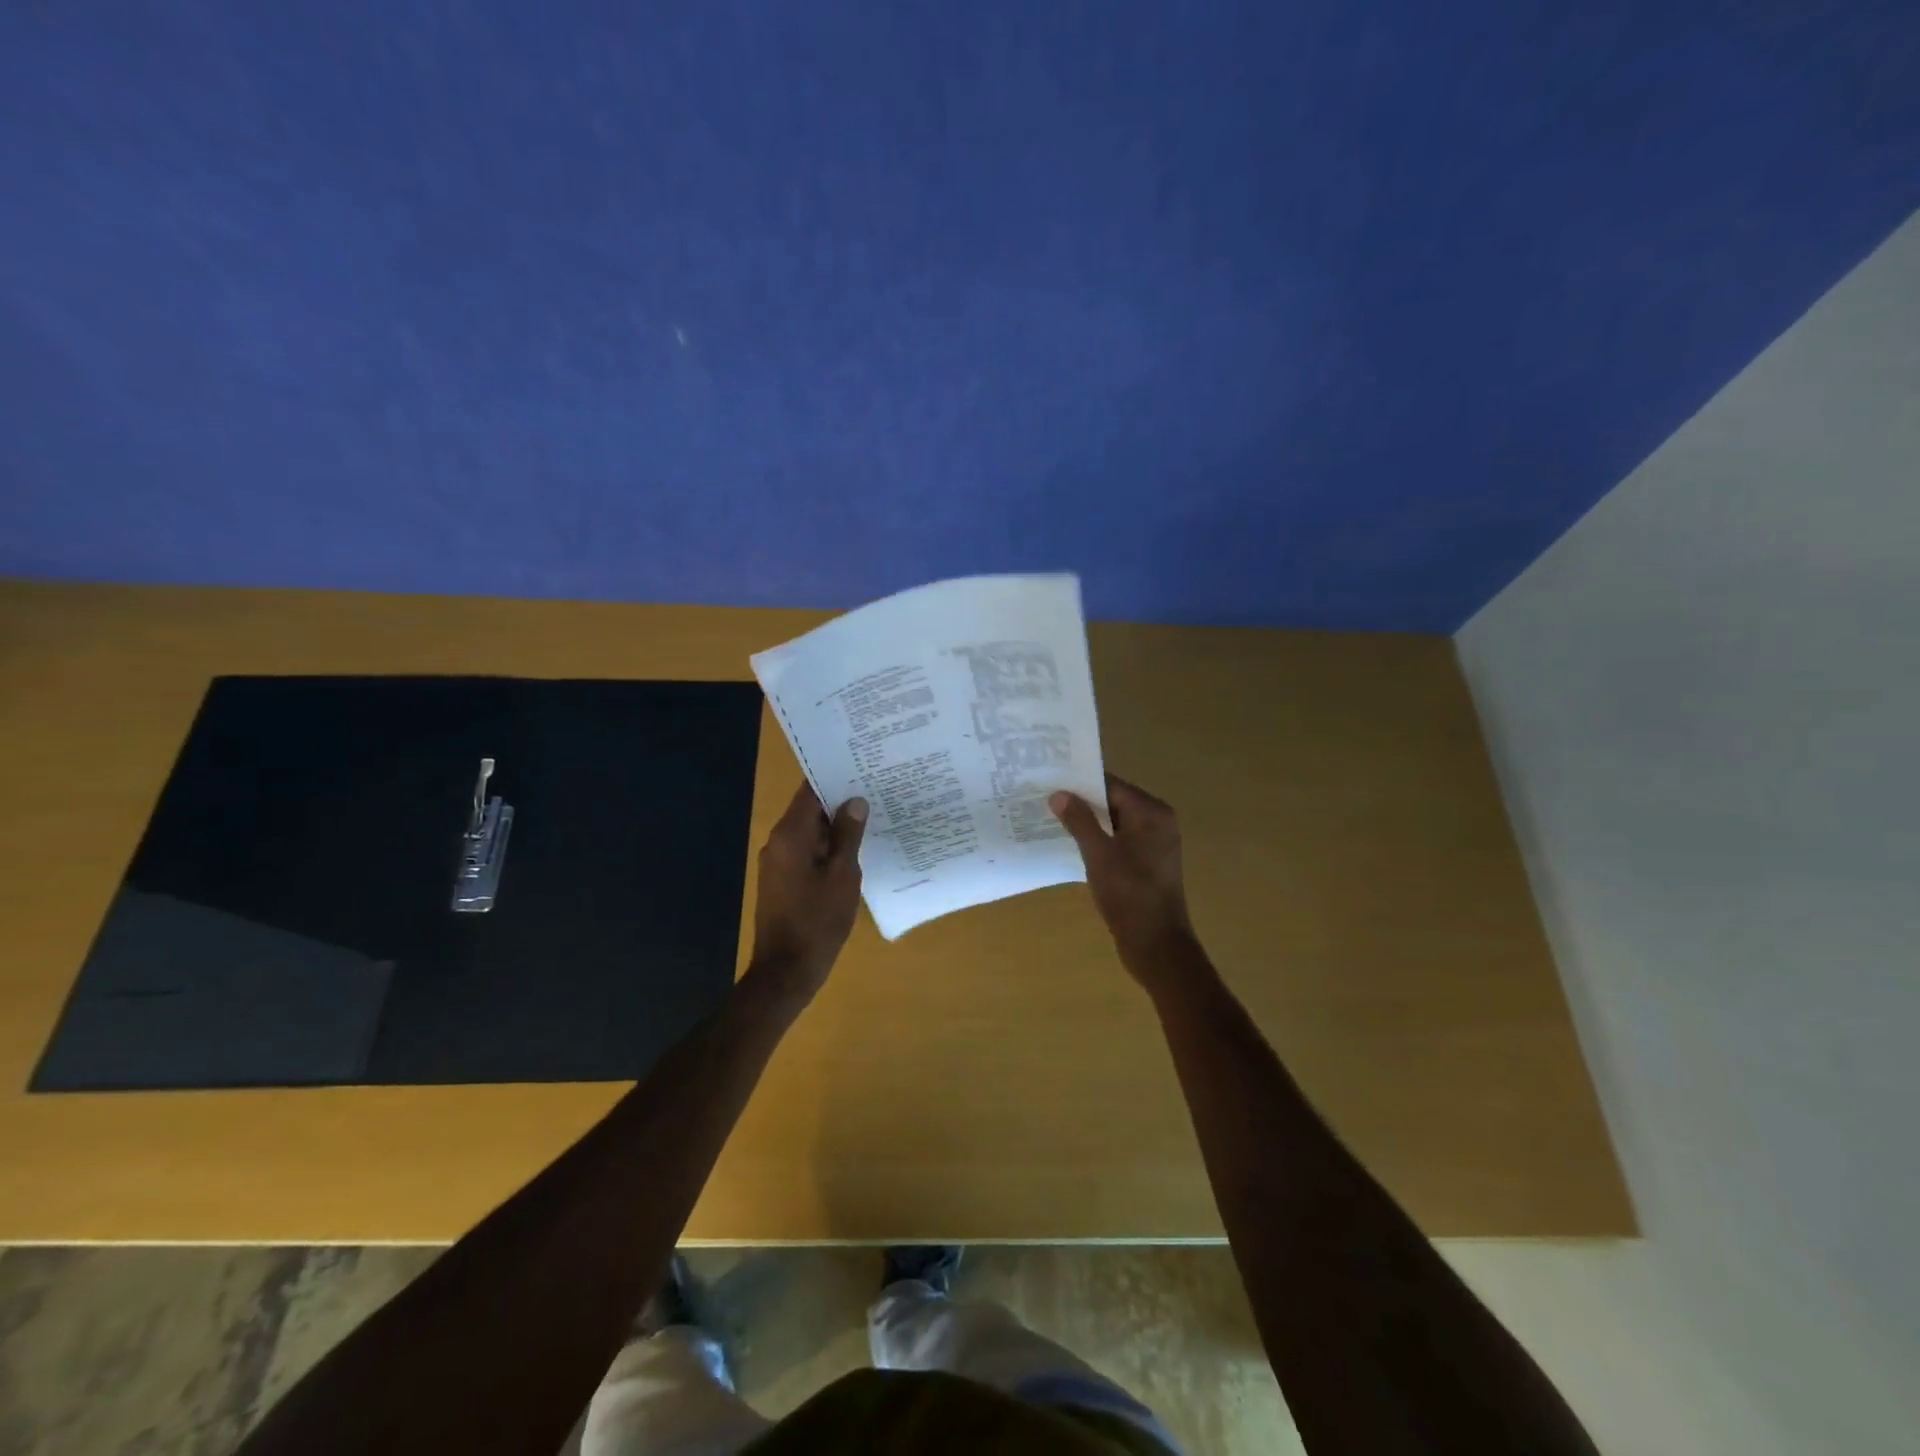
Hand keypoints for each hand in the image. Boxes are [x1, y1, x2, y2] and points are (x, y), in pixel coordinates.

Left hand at [749, 781, 868, 996]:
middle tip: (875, 790)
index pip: (810, 791)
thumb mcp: (843, 876)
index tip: (861, 766)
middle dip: (840, 801)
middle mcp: (778, 842)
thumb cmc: (818, 921)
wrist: (786, 971)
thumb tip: (855, 801)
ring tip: (871, 816)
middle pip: (809, 810)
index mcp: (790, 835)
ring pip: (809, 832)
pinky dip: (827, 847)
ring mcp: (778, 863)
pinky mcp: (783, 881)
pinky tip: (853, 850)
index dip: (834, 777)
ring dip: (835, 826)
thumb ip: (848, 836)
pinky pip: (806, 852)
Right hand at [1050, 774, 1198, 984]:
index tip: (1049, 779)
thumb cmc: (1129, 894)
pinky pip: (1118, 841)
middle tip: (1044, 798)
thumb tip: (1059, 794)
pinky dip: (1098, 840)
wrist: (1156, 944)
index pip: (1111, 785)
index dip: (1080, 782)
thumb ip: (1079, 820)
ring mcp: (1154, 845)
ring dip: (1087, 822)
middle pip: (1113, 802)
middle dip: (1081, 802)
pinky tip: (1071, 844)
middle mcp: (1158, 822)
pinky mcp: (1147, 864)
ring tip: (1051, 818)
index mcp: (1152, 813)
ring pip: (1114, 823)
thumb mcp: (1099, 854)